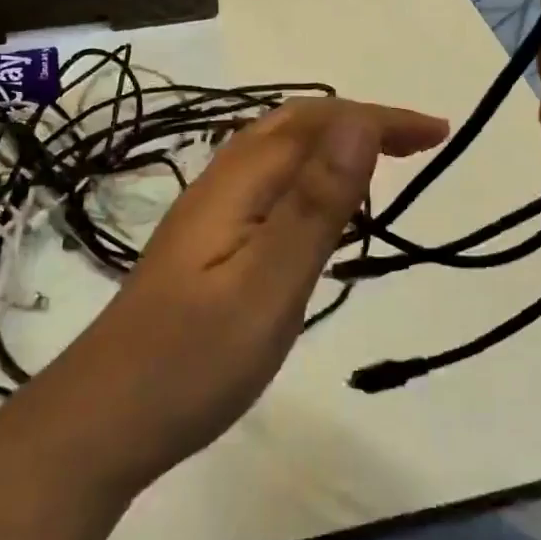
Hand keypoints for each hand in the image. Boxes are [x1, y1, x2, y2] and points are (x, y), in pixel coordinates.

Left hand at [40, 98, 448, 491]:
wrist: (102, 420)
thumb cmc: (192, 360)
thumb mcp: (269, 284)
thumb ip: (315, 204)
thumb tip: (358, 123)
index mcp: (237, 183)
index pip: (317, 123)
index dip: (380, 120)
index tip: (438, 134)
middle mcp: (219, 185)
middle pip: (293, 126)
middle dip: (359, 123)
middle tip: (418, 145)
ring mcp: (207, 216)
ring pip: (277, 155)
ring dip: (332, 147)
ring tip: (380, 170)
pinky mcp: (204, 247)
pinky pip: (267, 187)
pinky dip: (309, 180)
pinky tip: (320, 217)